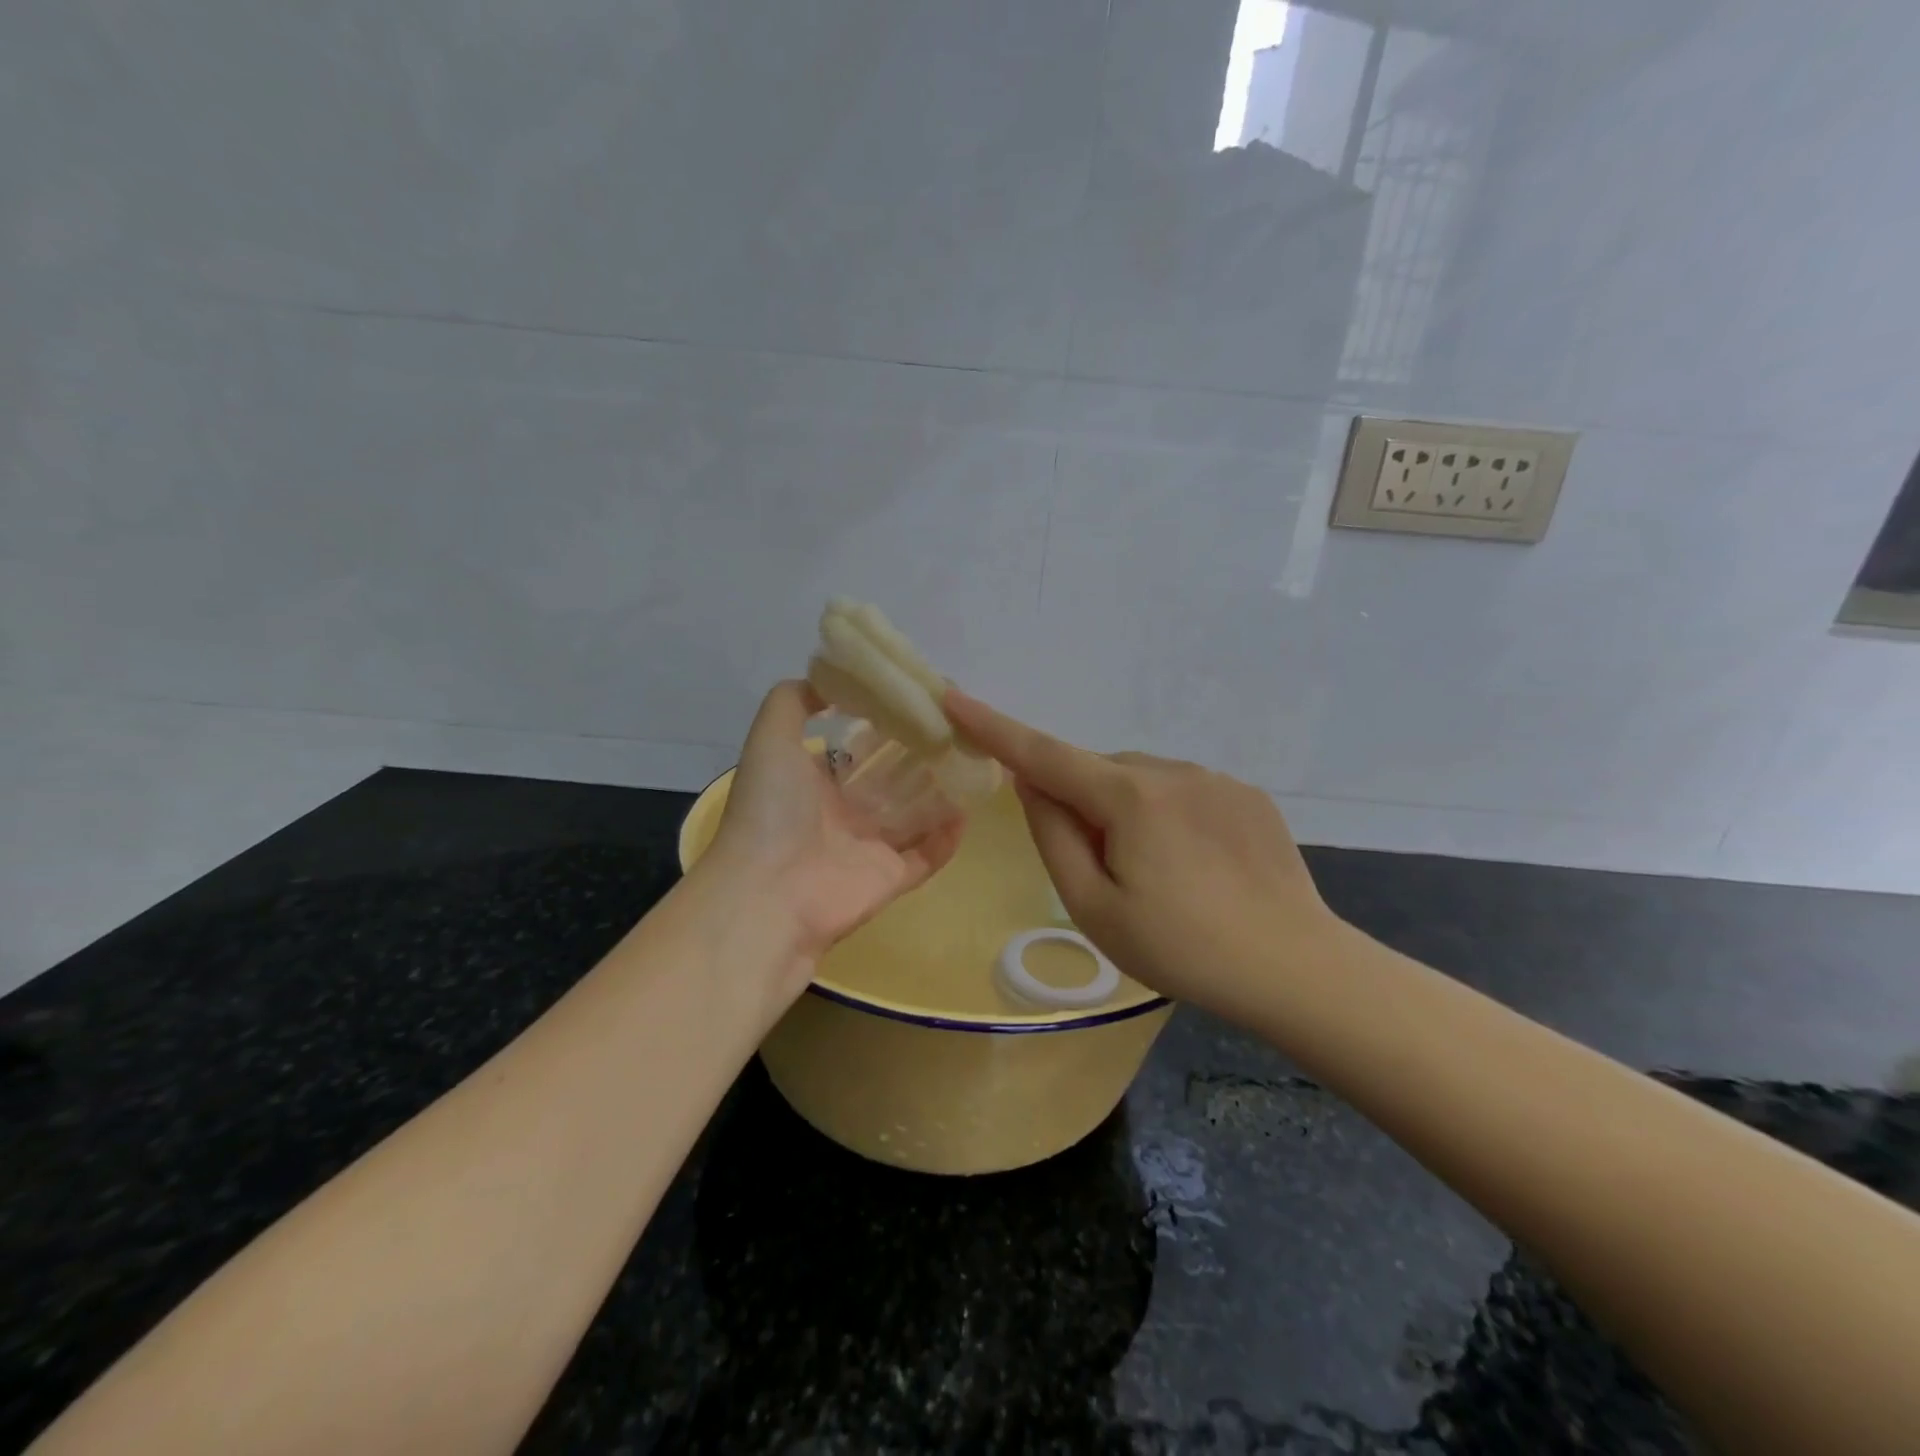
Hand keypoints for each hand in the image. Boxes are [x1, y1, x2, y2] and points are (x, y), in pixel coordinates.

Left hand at [702, 681, 965, 993]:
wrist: (768, 895)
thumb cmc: (772, 810)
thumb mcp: (770, 738)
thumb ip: (793, 701)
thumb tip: (829, 680)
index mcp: (815, 782)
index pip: (858, 748)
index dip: (887, 723)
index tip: (919, 699)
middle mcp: (843, 814)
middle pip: (892, 778)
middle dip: (922, 754)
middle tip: (959, 727)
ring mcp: (868, 849)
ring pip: (915, 814)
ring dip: (942, 790)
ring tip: (975, 760)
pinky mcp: (890, 879)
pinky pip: (927, 855)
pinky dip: (948, 836)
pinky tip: (970, 807)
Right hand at [945, 689, 1339, 1024]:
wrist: (1296, 969)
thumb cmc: (1182, 949)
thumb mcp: (1095, 908)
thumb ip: (1054, 837)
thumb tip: (1032, 784)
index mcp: (1129, 797)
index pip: (1044, 753)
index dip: (994, 727)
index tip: (954, 697)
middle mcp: (1171, 770)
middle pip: (1098, 773)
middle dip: (1083, 806)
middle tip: (1105, 873)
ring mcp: (1215, 779)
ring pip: (1141, 782)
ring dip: (1127, 813)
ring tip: (1160, 878)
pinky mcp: (1246, 795)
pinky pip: (1183, 792)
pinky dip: (1167, 816)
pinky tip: (1197, 868)